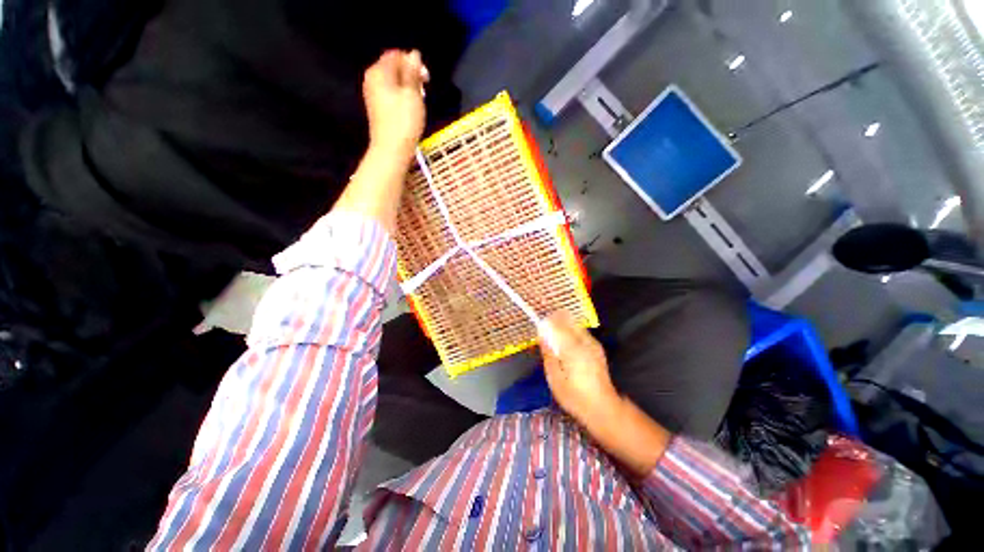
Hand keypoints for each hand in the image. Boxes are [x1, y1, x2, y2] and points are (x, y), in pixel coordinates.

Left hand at [362, 50, 429, 157]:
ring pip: (392, 82)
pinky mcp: (376, 109)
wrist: (392, 150)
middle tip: (423, 91)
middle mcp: (371, 79)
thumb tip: (414, 54)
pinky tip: (409, 111)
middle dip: (410, 76)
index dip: (413, 63)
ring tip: (418, 102)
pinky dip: (401, 98)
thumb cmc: (404, 122)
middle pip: (393, 68)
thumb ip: (412, 72)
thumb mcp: (412, 94)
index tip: (426, 79)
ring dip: (407, 88)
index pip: (396, 55)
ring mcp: (372, 95)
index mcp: (379, 71)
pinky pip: (390, 95)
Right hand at [539, 311, 671, 476]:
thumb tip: (542, 335)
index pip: (559, 325)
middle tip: (546, 328)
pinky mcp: (597, 349)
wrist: (602, 408)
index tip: (540, 323)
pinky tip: (567, 343)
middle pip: (569, 321)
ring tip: (555, 335)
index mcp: (573, 349)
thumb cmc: (574, 396)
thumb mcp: (555, 378)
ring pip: (576, 325)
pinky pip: (582, 332)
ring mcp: (593, 344)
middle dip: (556, 320)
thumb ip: (548, 353)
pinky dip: (572, 331)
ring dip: (565, 324)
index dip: (548, 321)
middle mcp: (585, 342)